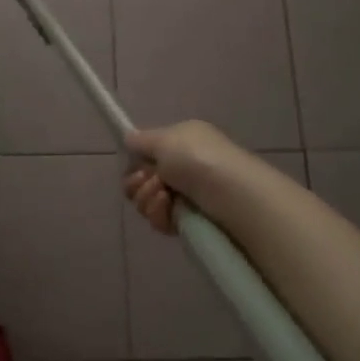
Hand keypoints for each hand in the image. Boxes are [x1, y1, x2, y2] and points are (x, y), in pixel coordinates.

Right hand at [122, 120, 248, 234]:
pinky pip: (160, 220)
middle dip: (138, 182)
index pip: (147, 155)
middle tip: (151, 181)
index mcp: (181, 143)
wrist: (231, 195)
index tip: (136, 165)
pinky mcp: (188, 222)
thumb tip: (129, 138)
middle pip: (142, 180)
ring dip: (148, 198)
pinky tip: (169, 209)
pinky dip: (159, 214)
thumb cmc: (197, 158)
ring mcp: (186, 196)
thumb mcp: (164, 138)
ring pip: (147, 202)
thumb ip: (141, 140)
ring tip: (164, 195)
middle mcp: (183, 168)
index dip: (136, 162)